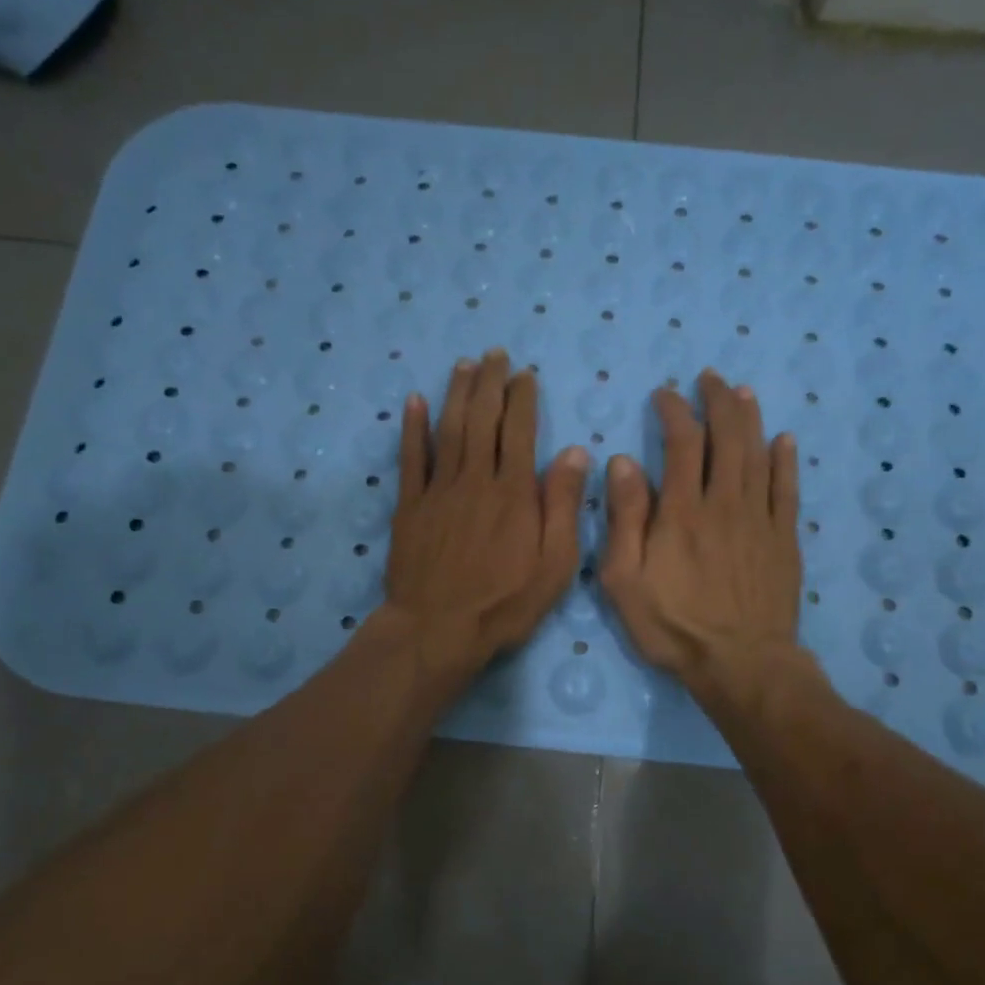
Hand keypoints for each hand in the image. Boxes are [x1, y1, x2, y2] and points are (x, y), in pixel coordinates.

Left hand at [379, 350, 588, 682]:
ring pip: (449, 430)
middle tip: (494, 354)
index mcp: (514, 493)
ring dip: (457, 393)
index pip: (520, 432)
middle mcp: (476, 480)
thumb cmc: (504, 603)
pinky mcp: (410, 506)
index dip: (522, 398)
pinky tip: (414, 401)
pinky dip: (412, 428)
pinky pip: (411, 458)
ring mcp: (438, 491)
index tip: (524, 374)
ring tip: (464, 365)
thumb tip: (575, 451)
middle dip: (490, 383)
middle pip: (483, 420)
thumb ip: (563, 505)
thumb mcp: (555, 565)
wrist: (438, 630)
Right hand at [599, 369, 804, 699]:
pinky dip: (786, 461)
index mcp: (682, 511)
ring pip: (758, 454)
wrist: (742, 664)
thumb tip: (623, 462)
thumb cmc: (673, 626)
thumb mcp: (624, 579)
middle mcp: (724, 503)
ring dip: (750, 419)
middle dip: (717, 402)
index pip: (682, 443)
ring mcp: (760, 520)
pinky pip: (788, 490)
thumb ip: (623, 518)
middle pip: (727, 438)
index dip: (674, 411)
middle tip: (709, 378)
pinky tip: (785, 440)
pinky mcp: (784, 539)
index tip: (664, 395)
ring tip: (742, 392)